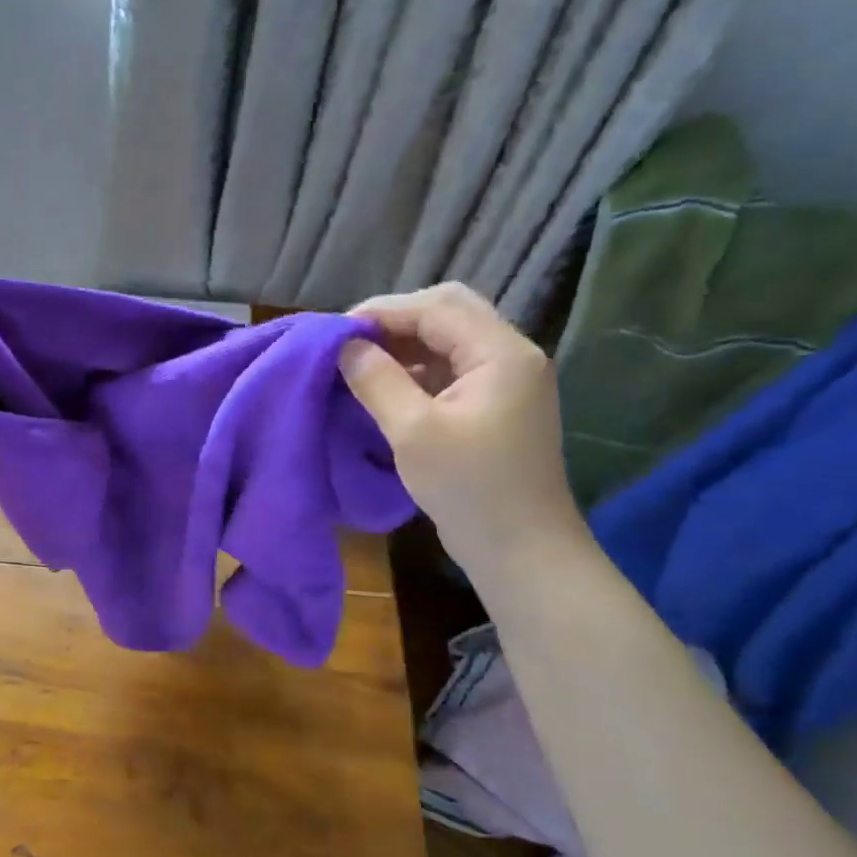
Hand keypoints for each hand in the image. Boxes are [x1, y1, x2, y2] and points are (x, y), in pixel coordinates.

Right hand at [339, 283, 584, 582]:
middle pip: (448, 313)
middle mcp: (510, 356)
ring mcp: (506, 381)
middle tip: (348, 343)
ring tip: (359, 363)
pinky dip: (416, 369)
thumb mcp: (413, 432)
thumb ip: (377, 381)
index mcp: (501, 353)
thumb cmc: (468, 488)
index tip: (334, 333)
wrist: (521, 549)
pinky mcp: (495, 405)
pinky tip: (386, 388)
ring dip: (404, 345)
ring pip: (449, 340)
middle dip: (394, 321)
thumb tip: (344, 347)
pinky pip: (451, 368)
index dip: (382, 312)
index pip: (437, 307)